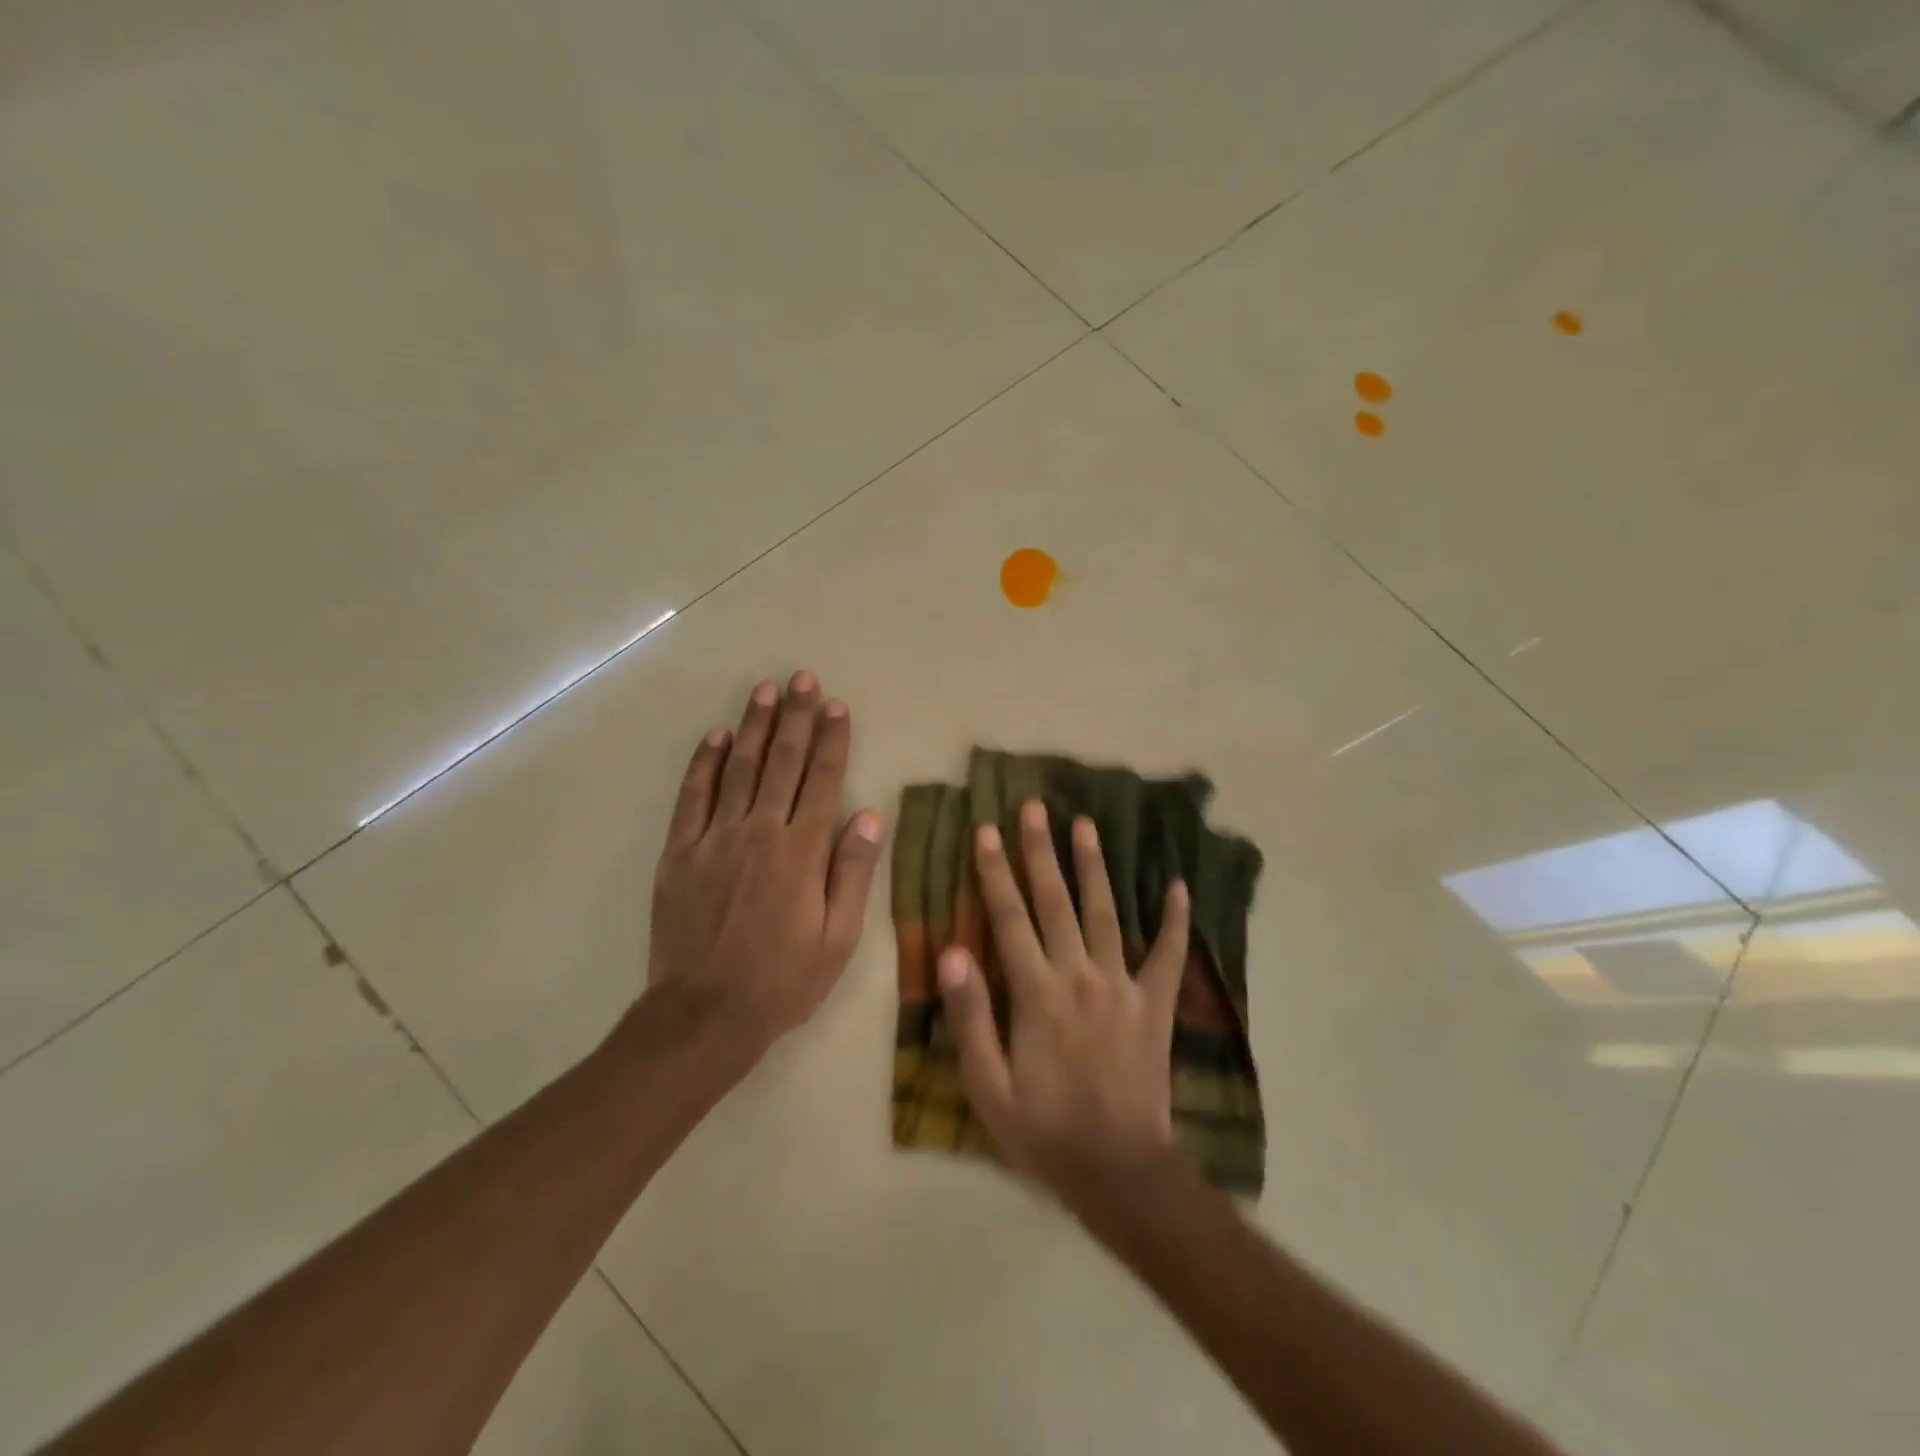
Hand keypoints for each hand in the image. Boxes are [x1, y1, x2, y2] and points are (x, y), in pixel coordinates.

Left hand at [647, 671, 883, 1056]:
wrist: (704, 1014)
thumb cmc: (783, 980)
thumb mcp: (838, 938)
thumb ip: (853, 872)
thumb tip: (869, 815)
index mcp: (802, 852)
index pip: (823, 781)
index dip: (832, 740)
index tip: (836, 706)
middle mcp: (760, 832)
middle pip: (783, 763)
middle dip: (796, 718)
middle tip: (803, 679)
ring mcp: (714, 838)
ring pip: (739, 768)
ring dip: (755, 726)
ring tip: (766, 690)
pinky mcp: (679, 853)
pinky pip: (693, 796)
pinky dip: (705, 762)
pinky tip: (717, 736)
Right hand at [937, 800, 1191, 1206]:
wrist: (1119, 1170)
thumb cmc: (1044, 1131)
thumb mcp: (988, 1087)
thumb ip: (970, 1017)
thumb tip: (953, 953)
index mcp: (1036, 993)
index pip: (1009, 918)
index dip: (995, 871)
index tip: (986, 830)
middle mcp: (1079, 975)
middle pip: (1056, 901)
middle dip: (1041, 850)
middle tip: (1034, 807)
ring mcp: (1123, 986)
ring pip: (1106, 913)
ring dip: (1094, 866)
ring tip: (1086, 824)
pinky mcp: (1156, 1004)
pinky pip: (1170, 955)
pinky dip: (1176, 920)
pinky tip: (1178, 885)